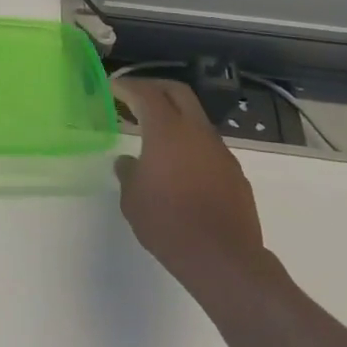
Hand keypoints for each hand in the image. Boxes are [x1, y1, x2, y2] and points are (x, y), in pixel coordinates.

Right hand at [113, 79, 269, 292]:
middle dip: (154, 88)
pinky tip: (178, 165)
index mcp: (167, 132)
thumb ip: (128, 172)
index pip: (146, 94)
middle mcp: (197, 133)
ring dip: (174, 117)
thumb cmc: (168, 223)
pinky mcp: (234, 173)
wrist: (223, 259)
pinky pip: (207, 146)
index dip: (127, 86)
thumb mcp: (132, 199)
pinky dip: (189, 143)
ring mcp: (220, 152)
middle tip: (134, 95)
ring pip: (195, 119)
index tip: (112, 86)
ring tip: (152, 133)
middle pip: (178, 93)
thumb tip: (129, 161)